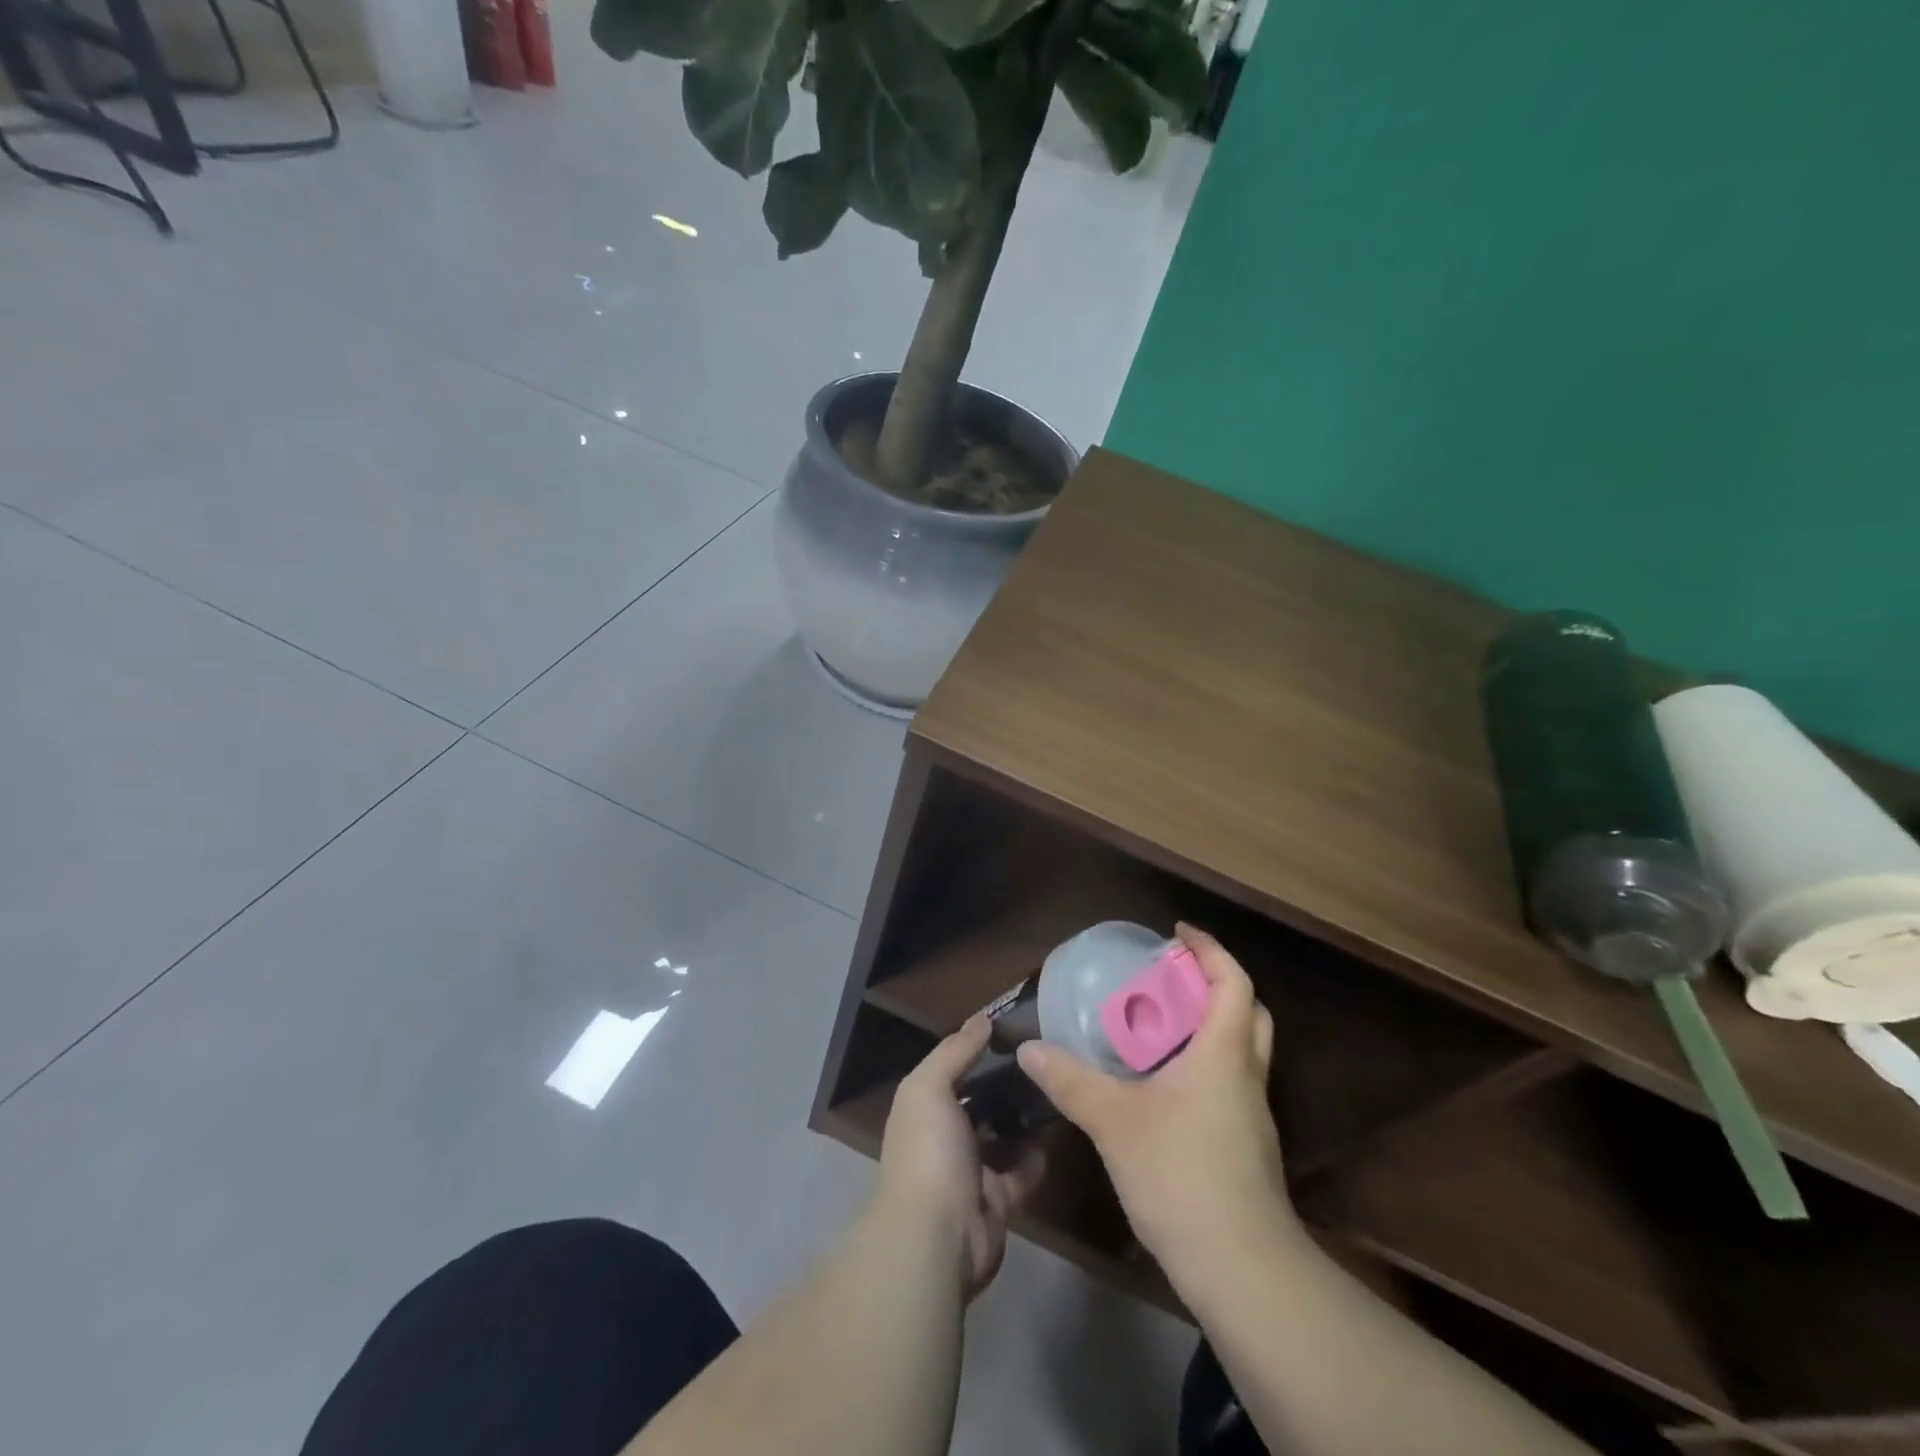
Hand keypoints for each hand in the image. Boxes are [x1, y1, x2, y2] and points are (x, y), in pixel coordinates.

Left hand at [878, 1017, 1045, 1299]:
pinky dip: (1036, 1157)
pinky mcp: (997, 1202)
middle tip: (1043, 1058)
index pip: (952, 1069)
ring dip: (1023, 1118)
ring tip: (1054, 1088)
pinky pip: (1021, 1173)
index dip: (977, 1049)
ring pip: (1002, 1136)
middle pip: (979, 1102)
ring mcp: (970, 1172)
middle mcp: (944, 1137)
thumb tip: (982, 1019)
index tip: (1013, 1027)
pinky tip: (1055, 1134)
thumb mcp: (930, 1088)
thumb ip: (955, 1051)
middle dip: (1005, 1083)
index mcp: (923, 1108)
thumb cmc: (929, 1151)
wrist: (936, 1238)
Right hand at [1015, 924, 1296, 1295]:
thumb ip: (1071, 1081)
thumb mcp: (1114, 1122)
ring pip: (1239, 1051)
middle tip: (1169, 978)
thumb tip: (1029, 1048)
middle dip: (1213, 984)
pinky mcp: (1245, 1147)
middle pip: (1247, 1012)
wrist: (1243, 1269)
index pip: (1233, 982)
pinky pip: (1227, 1084)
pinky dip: (1201, 1065)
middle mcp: (1245, 1076)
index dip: (1209, 950)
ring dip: (1207, 1027)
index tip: (1178, 933)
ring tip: (1156, 1025)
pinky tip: (1161, 1085)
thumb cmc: (1182, 1175)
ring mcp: (1251, 1115)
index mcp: (1224, 1054)